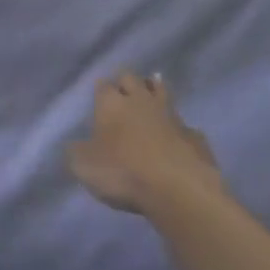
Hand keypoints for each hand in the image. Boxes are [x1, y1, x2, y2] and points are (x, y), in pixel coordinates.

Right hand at [69, 72, 222, 213]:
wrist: (178, 189)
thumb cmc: (123, 173)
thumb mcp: (84, 166)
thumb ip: (77, 151)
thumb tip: (75, 144)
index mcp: (111, 105)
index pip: (103, 86)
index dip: (100, 88)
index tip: (98, 91)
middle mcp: (141, 102)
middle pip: (132, 79)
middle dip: (126, 81)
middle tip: (123, 87)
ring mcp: (171, 116)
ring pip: (162, 92)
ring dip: (155, 89)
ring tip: (153, 86)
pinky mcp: (194, 135)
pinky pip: (183, 123)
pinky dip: (177, 125)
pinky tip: (176, 132)